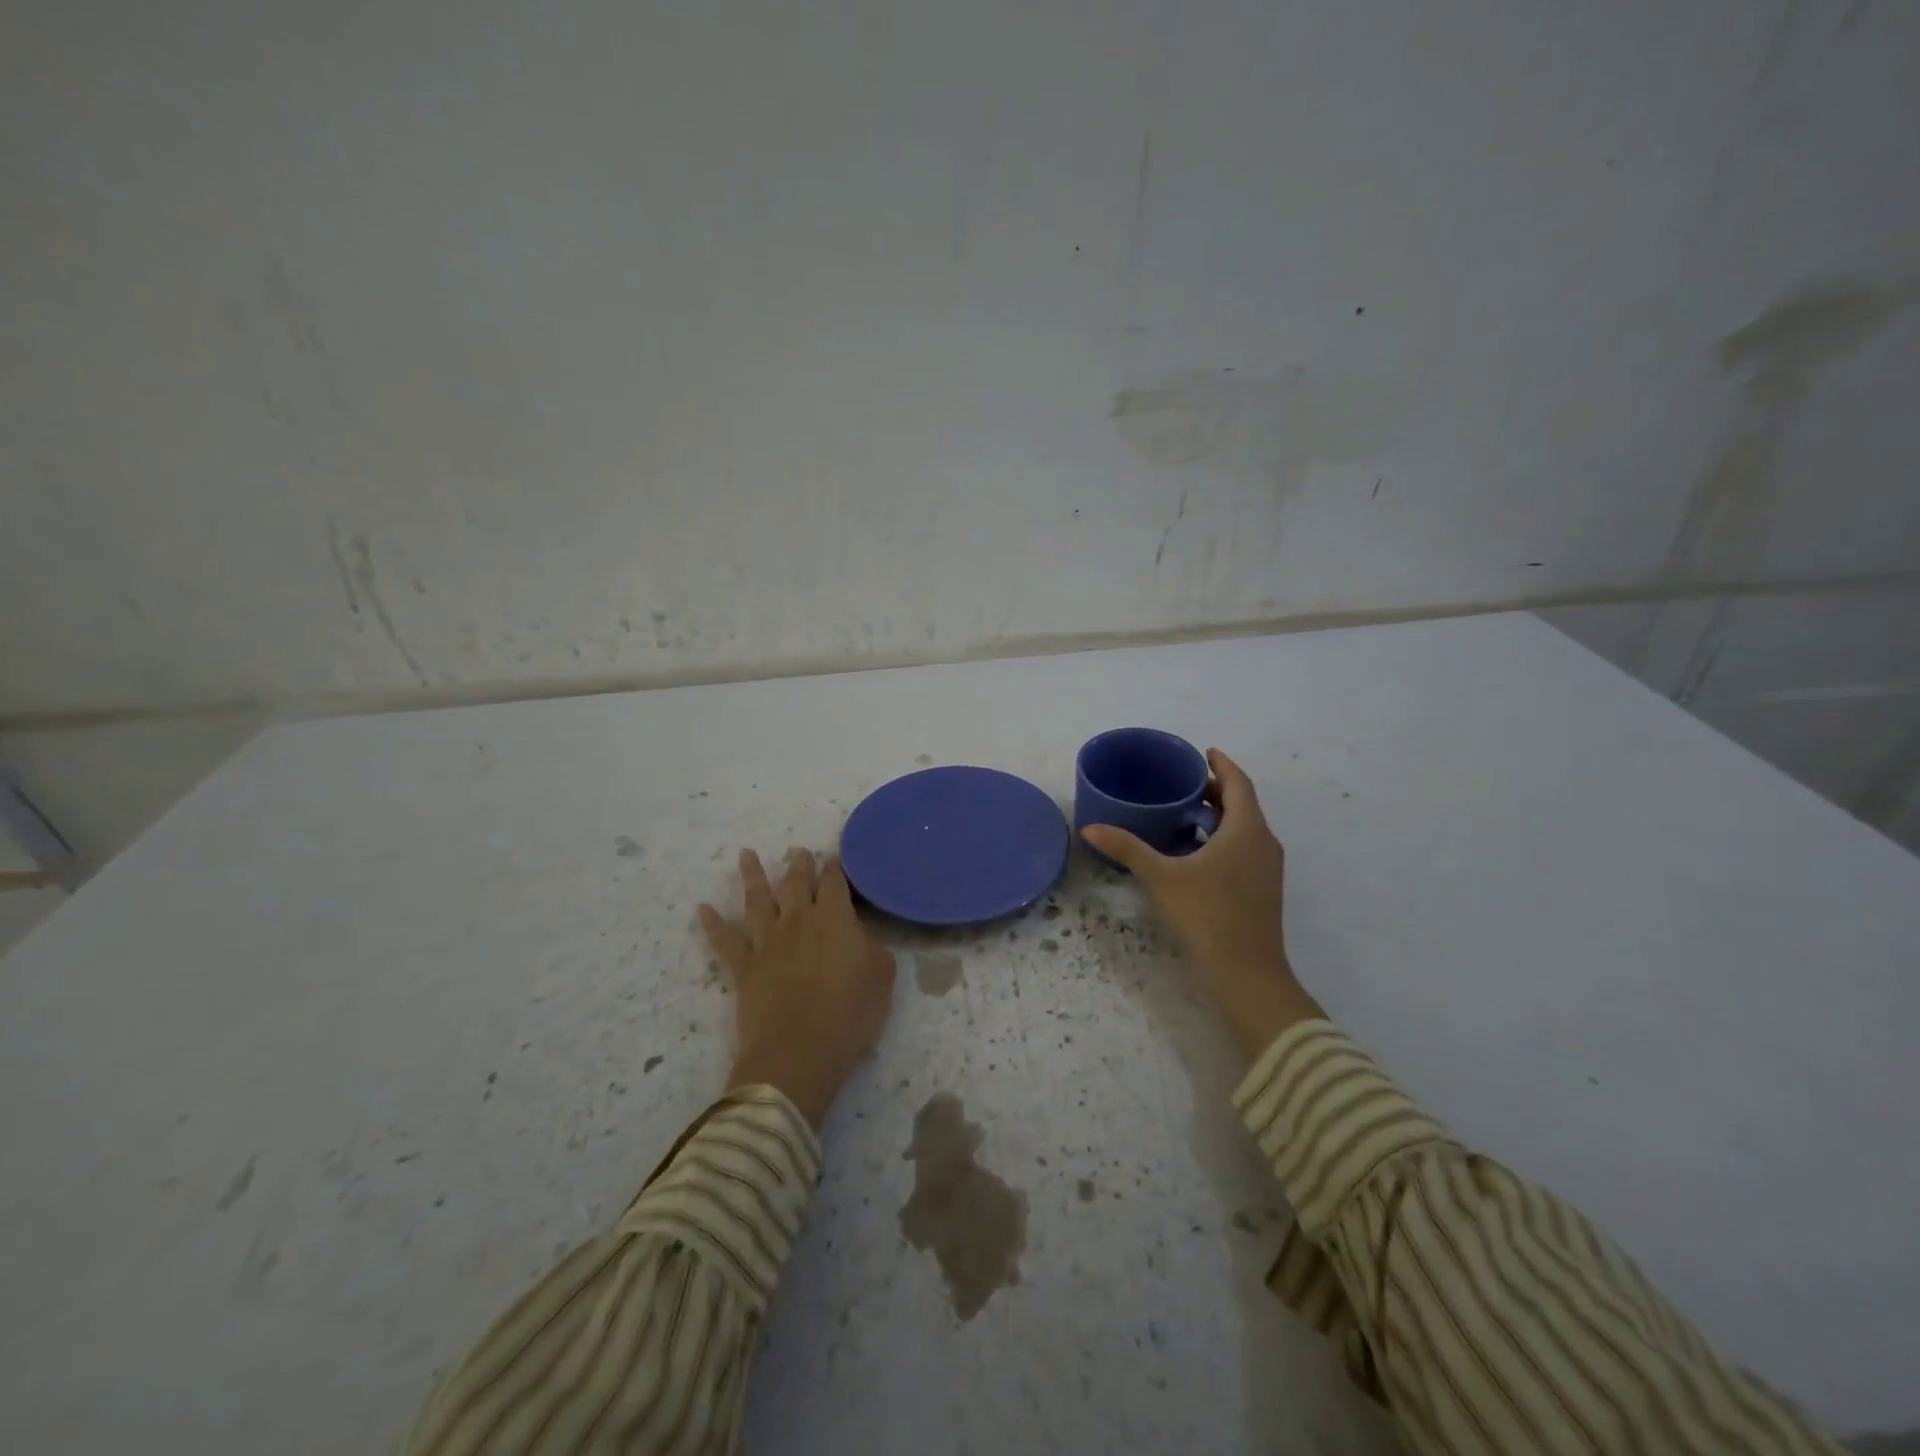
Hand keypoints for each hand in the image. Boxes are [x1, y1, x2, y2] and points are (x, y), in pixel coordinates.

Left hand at [699, 848, 896, 1128]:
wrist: (799, 1050)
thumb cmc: (850, 1013)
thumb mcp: (882, 975)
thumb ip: (872, 946)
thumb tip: (859, 935)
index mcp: (835, 917)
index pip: (834, 882)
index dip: (834, 868)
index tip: (834, 859)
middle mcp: (798, 920)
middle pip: (796, 883)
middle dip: (798, 865)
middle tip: (797, 851)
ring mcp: (767, 941)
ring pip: (757, 900)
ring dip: (752, 876)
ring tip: (746, 855)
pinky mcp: (744, 967)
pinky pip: (724, 941)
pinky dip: (712, 925)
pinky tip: (703, 910)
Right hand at [1080, 749, 1322, 1059]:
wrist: (1247, 973)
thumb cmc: (1207, 915)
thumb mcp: (1162, 878)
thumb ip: (1127, 849)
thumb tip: (1090, 828)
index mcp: (1247, 830)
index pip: (1239, 783)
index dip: (1222, 765)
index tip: (1204, 752)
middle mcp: (1264, 842)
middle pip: (1243, 804)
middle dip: (1216, 790)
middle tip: (1184, 782)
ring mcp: (1267, 867)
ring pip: (1246, 828)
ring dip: (1221, 815)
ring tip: (1186, 811)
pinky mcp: (1263, 888)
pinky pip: (1246, 848)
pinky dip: (1224, 837)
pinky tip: (1196, 851)